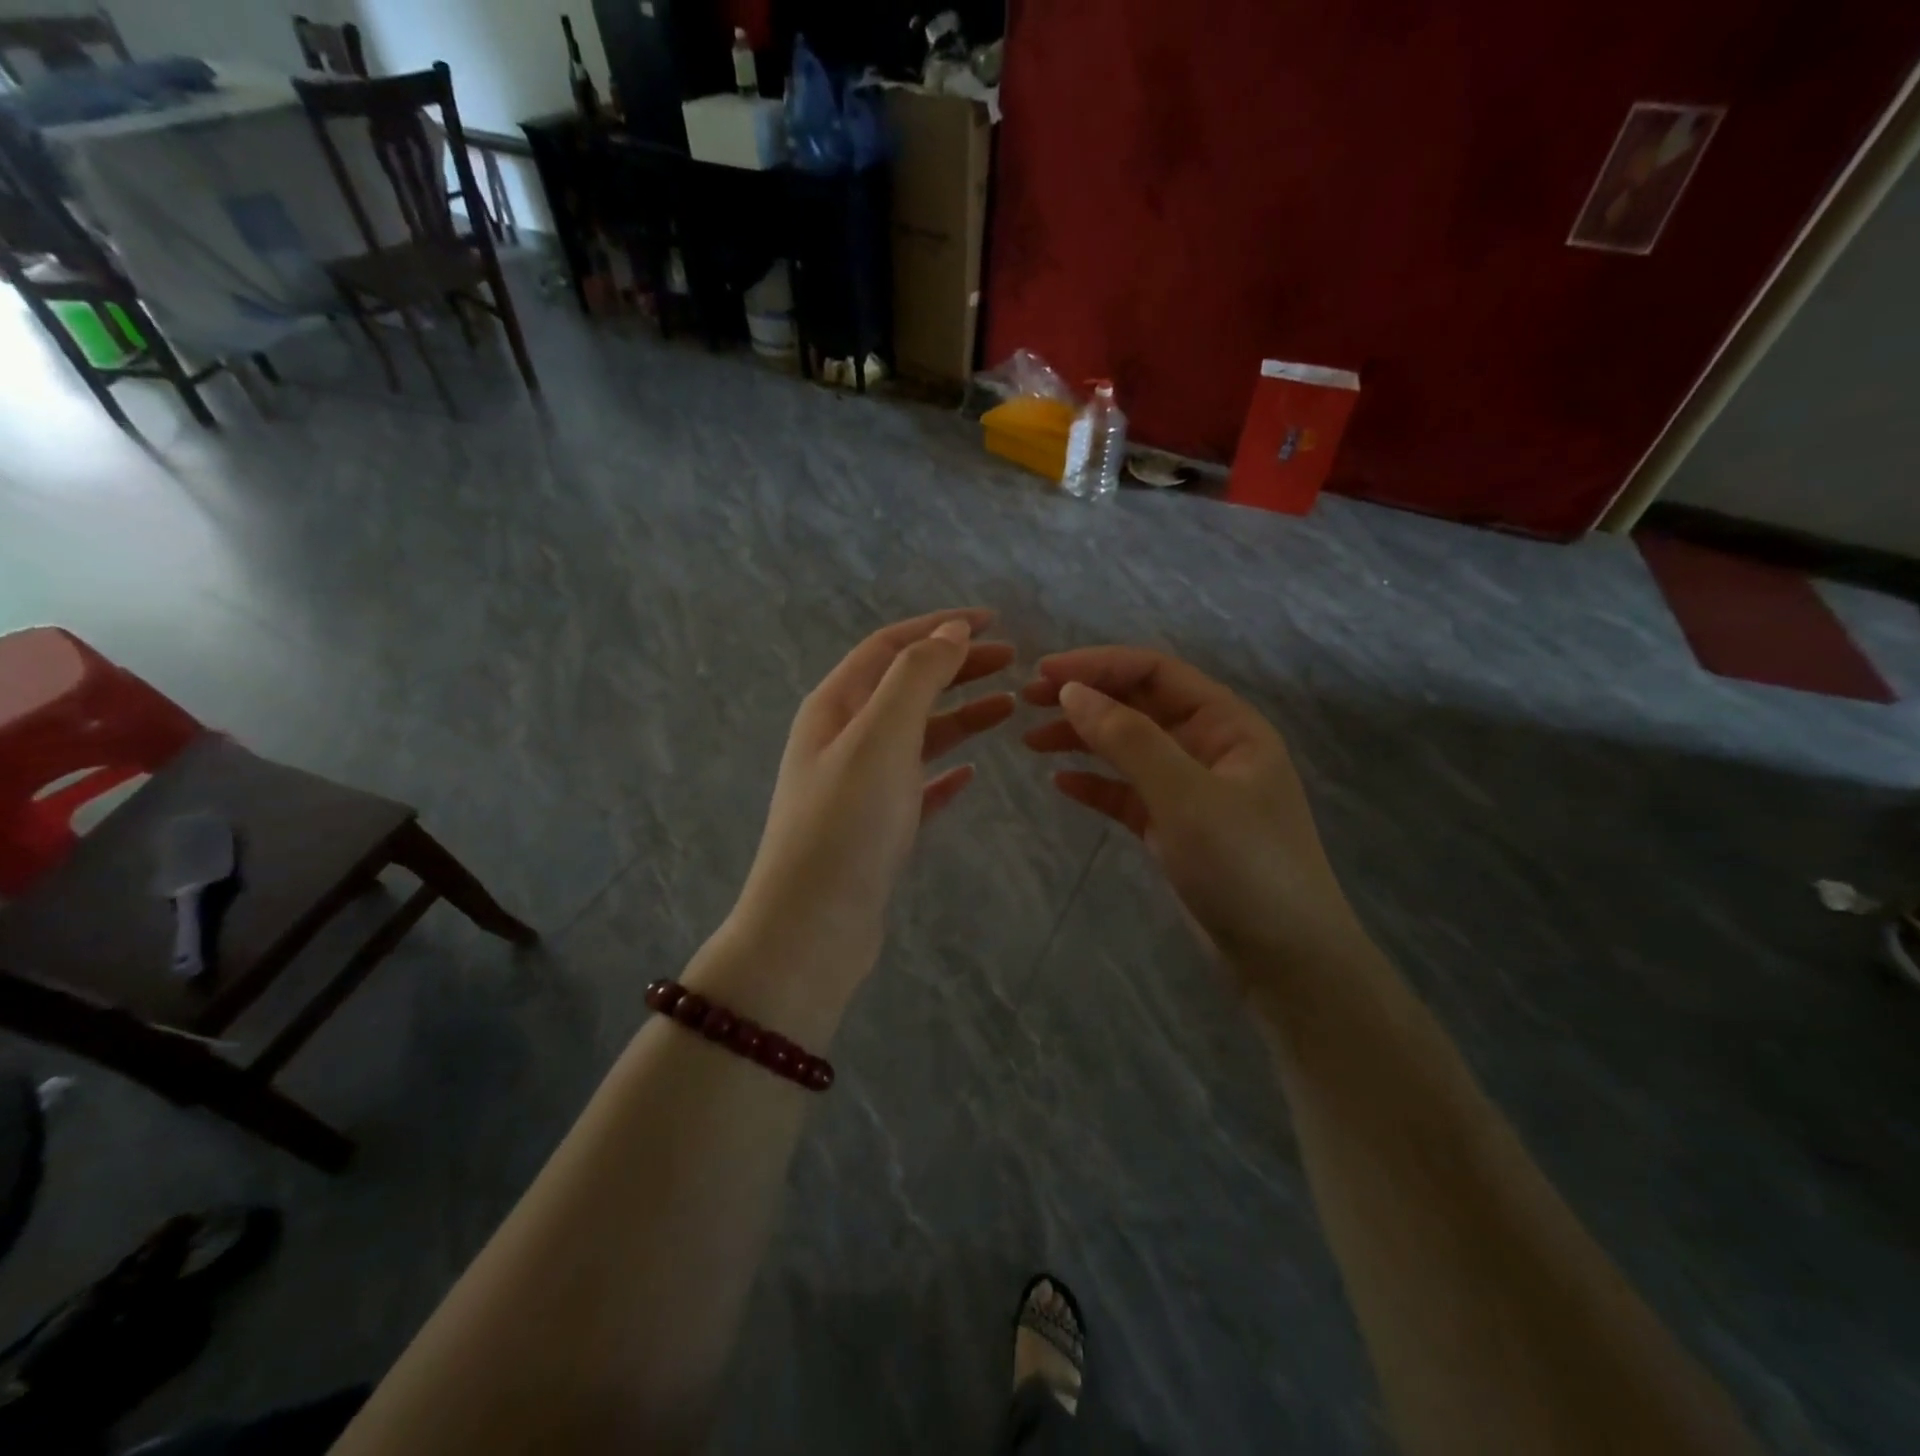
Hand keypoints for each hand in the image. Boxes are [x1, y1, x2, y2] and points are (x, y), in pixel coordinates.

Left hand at [723, 609, 1014, 1012]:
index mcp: (835, 706)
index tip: (994, 621)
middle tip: (1014, 662)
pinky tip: (973, 774)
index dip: (940, 627)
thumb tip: (949, 631)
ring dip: (959, 715)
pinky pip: (917, 786)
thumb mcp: (881, 735)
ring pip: (916, 735)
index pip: (891, 646)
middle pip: (906, 686)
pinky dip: (945, 773)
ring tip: (1009, 707)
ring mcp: (858, 785)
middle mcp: (842, 738)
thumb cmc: (846, 824)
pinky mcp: (875, 828)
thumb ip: (916, 677)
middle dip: (957, 666)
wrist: (812, 928)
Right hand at [1022, 647, 1363, 980]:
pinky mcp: (1173, 826)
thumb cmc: (1243, 866)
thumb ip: (1129, 740)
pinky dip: (1094, 784)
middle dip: (1085, 698)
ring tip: (1031, 741)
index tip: (1043, 672)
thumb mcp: (1185, 796)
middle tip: (1028, 700)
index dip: (1098, 665)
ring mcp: (1190, 788)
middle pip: (1138, 705)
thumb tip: (1071, 692)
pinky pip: (1127, 793)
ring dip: (1082, 739)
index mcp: (1227, 724)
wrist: (1284, 959)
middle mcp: (1208, 746)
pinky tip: (1059, 783)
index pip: (1155, 672)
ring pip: (1128, 748)